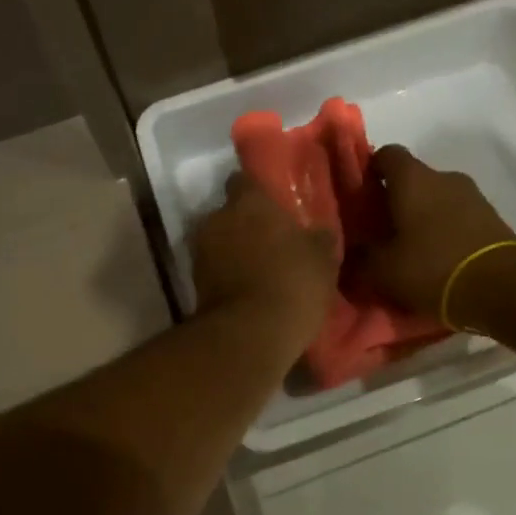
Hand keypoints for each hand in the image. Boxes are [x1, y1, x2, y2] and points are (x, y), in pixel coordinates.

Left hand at [191, 172, 337, 353]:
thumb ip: (318, 238)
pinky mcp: (193, 281)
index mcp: (249, 201)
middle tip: (270, 240)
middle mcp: (218, 217)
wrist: (250, 334)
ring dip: (234, 250)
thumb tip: (320, 231)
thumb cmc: (292, 283)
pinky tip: (247, 289)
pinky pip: (214, 268)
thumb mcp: (322, 260)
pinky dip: (226, 274)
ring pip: (220, 240)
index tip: (273, 206)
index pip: (245, 180)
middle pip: (230, 212)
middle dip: (246, 223)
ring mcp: (201, 249)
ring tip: (258, 269)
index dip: (257, 191)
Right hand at [363, 145, 515, 320]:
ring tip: (410, 251)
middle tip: (380, 231)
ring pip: (437, 199)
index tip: (361, 195)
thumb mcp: (383, 270)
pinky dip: (445, 232)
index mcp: (413, 178)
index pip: (386, 154)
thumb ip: (361, 259)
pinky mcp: (493, 220)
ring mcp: (473, 197)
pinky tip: (438, 262)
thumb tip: (351, 254)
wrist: (505, 289)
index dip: (370, 170)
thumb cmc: (433, 267)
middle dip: (396, 201)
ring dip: (423, 218)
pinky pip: (459, 218)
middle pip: (412, 179)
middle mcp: (444, 177)